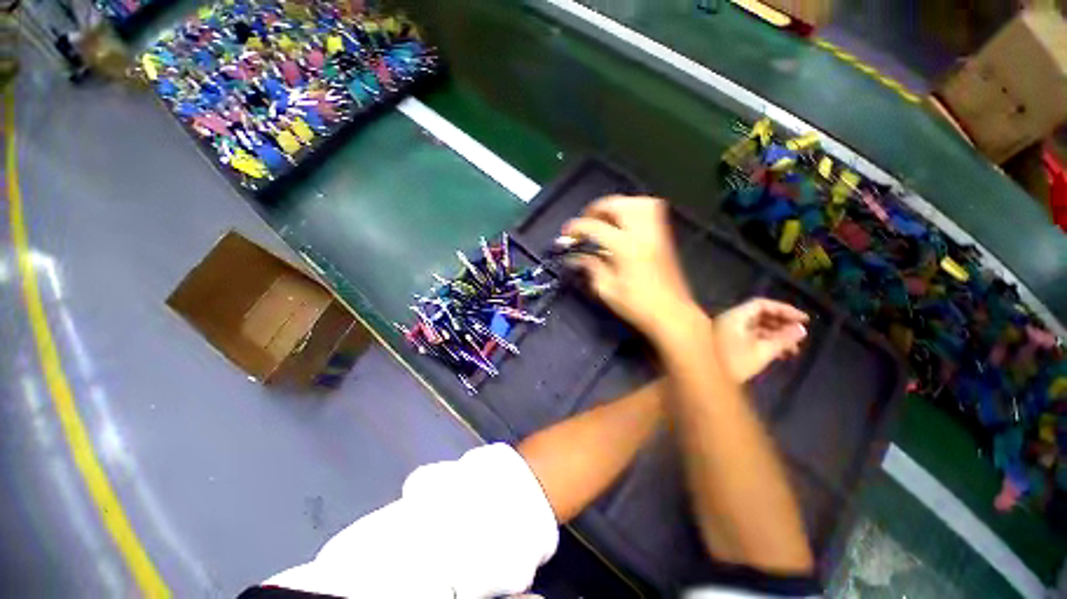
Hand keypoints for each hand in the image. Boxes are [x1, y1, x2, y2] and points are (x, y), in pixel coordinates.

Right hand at [561, 196, 700, 344]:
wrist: (672, 313)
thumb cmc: (637, 305)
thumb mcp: (607, 289)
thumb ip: (591, 267)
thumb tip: (575, 257)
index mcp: (624, 247)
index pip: (594, 227)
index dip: (576, 227)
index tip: (566, 234)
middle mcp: (642, 234)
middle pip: (618, 204)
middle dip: (597, 208)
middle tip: (586, 221)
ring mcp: (656, 233)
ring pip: (637, 202)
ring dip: (618, 205)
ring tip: (605, 218)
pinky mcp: (664, 237)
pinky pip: (651, 210)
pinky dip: (634, 210)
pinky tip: (625, 224)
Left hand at [713, 299, 808, 382]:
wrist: (705, 378)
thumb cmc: (733, 363)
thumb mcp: (762, 352)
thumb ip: (783, 339)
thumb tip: (801, 329)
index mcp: (734, 316)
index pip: (761, 304)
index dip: (785, 310)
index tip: (804, 320)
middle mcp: (729, 319)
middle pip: (759, 315)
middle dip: (781, 324)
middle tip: (800, 337)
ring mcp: (726, 331)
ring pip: (755, 327)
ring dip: (775, 335)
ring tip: (793, 350)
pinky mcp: (726, 342)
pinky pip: (749, 336)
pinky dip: (764, 342)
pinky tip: (779, 355)